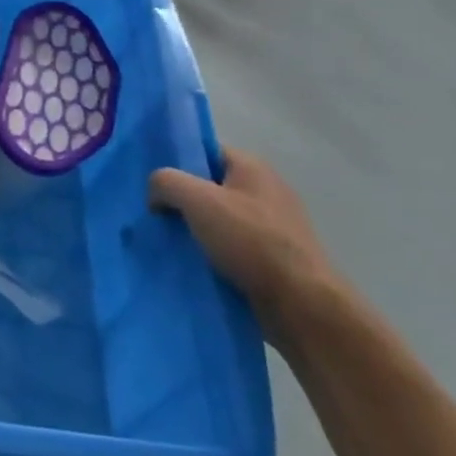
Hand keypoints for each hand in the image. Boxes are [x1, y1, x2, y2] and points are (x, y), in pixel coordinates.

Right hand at [149, 148, 340, 344]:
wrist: (301, 303)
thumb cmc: (251, 240)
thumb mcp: (197, 200)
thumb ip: (166, 182)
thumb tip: (156, 194)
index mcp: (252, 167)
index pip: (205, 152)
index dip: (178, 164)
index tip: (154, 185)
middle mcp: (265, 190)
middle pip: (209, 186)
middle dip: (182, 200)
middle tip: (155, 215)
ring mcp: (272, 226)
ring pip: (218, 219)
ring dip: (194, 230)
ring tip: (167, 243)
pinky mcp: (272, 257)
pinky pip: (230, 247)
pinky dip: (210, 253)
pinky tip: (191, 264)